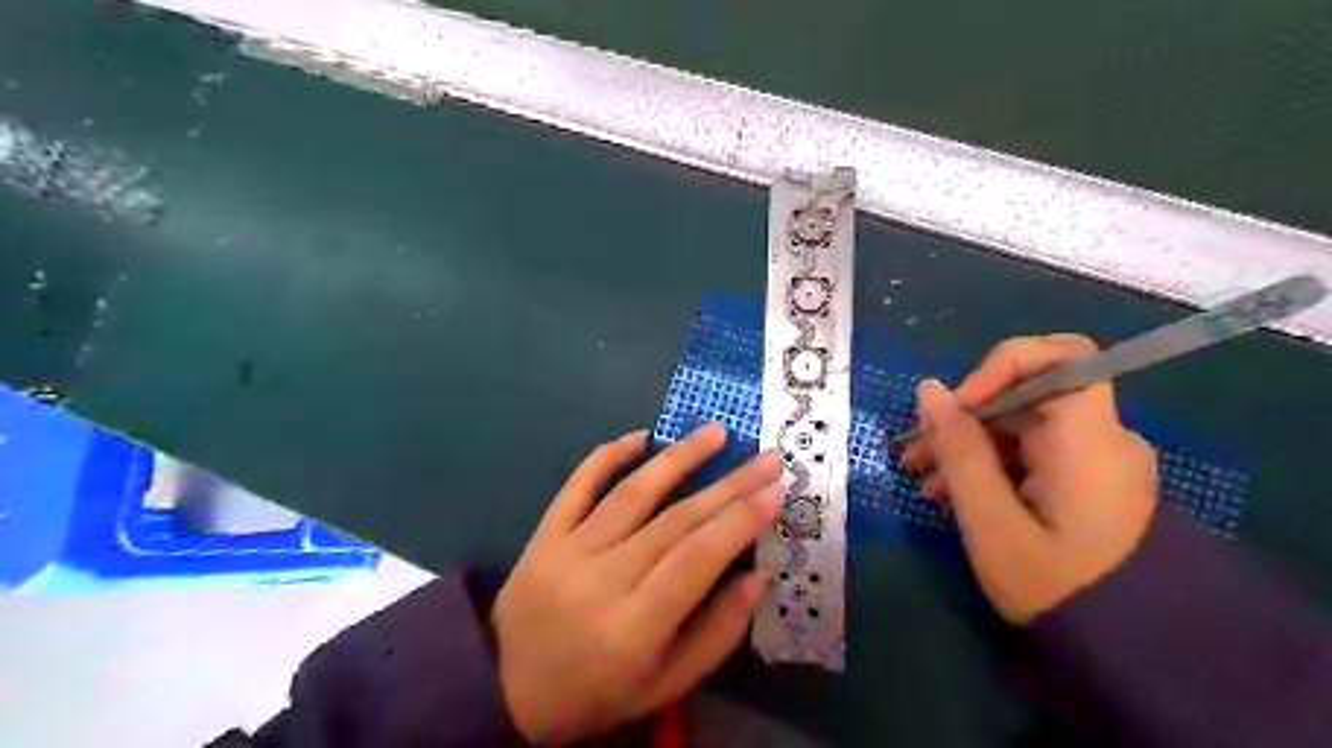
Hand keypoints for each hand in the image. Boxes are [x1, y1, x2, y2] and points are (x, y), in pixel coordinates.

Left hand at [487, 425, 781, 743]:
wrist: (506, 690)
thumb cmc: (598, 692)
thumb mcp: (666, 684)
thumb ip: (717, 633)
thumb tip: (758, 576)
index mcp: (634, 629)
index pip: (698, 558)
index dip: (740, 520)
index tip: (775, 490)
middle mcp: (602, 580)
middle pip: (675, 520)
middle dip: (728, 485)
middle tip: (766, 458)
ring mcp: (567, 551)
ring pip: (633, 493)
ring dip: (678, 457)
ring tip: (715, 432)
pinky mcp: (544, 535)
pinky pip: (577, 485)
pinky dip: (608, 455)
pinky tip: (641, 436)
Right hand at [900, 337, 1162, 621]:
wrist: (1128, 652)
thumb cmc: (1055, 587)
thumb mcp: (990, 520)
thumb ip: (958, 449)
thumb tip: (927, 389)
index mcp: (1088, 439)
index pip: (1062, 356)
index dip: (1002, 366)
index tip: (959, 405)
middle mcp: (1100, 437)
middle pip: (1027, 394)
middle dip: (965, 416)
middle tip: (916, 455)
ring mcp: (1094, 459)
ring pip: (1021, 424)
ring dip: (968, 443)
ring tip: (923, 482)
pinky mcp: (1085, 480)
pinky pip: (1030, 451)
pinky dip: (990, 463)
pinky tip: (952, 493)